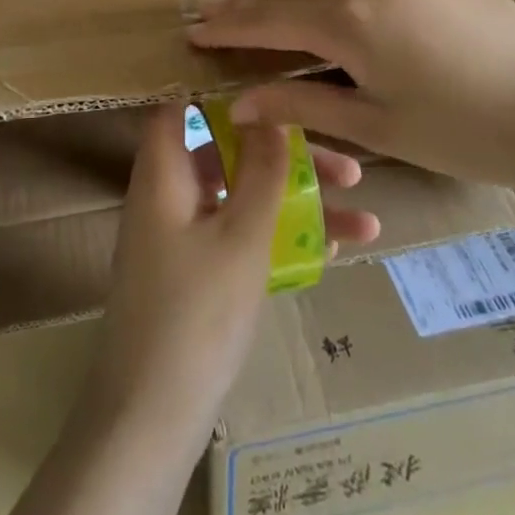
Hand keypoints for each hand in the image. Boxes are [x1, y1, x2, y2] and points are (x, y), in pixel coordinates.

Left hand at [84, 104, 375, 439]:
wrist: (151, 418)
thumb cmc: (196, 314)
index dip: (225, 98)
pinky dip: (281, 237)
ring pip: (244, 199)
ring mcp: (182, 239)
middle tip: (348, 169)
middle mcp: (169, 198)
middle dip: (287, 157)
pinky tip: (338, 250)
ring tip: (364, 213)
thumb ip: (261, 172)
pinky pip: (241, 238)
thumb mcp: (241, 237)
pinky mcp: (196, 276)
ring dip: (298, 201)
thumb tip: (271, 113)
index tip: (280, 96)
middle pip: (229, 156)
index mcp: (164, 175)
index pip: (182, 110)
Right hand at [187, 0, 514, 198]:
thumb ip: (303, 104)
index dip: (226, 26)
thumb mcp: (379, 127)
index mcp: (349, 19)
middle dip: (249, 1)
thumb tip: (240, 102)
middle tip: (217, 19)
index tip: (192, 32)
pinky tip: (331, 6)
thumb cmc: (470, 131)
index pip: (267, 18)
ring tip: (264, 9)